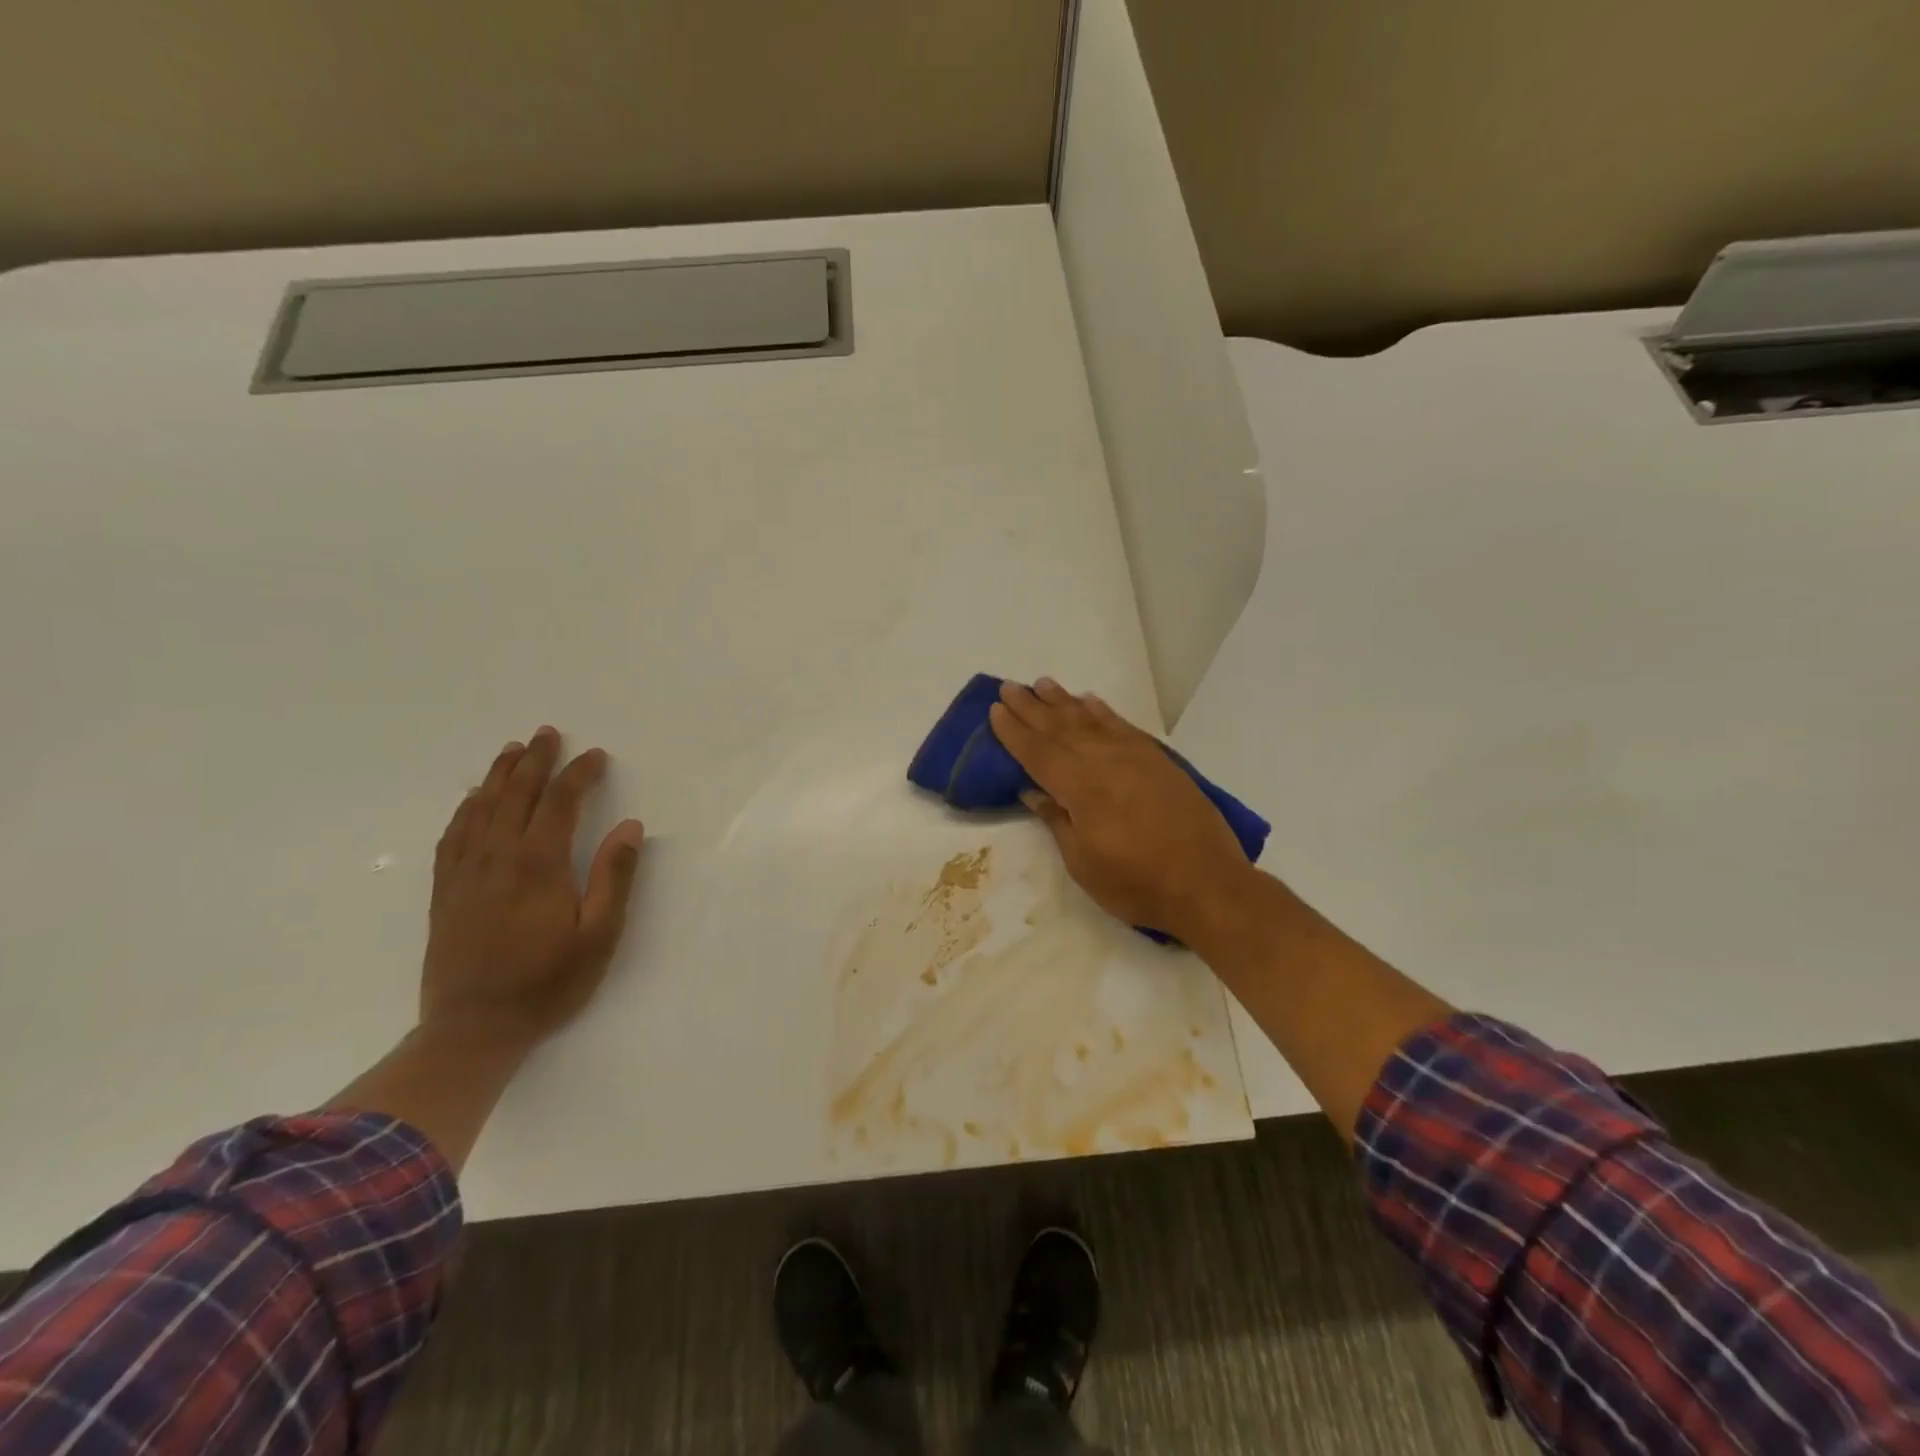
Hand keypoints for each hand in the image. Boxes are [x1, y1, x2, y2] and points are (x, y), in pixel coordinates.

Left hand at [422, 726, 645, 1048]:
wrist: (473, 1029)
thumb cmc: (548, 982)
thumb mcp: (599, 934)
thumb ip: (615, 876)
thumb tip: (629, 826)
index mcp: (539, 864)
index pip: (559, 803)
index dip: (578, 774)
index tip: (596, 756)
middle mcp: (497, 858)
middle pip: (516, 795)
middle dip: (534, 761)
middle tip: (547, 733)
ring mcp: (465, 873)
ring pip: (481, 809)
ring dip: (499, 776)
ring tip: (512, 751)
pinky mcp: (445, 892)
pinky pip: (453, 836)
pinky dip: (465, 809)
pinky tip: (473, 800)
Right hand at [988, 679, 1254, 940]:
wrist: (1207, 885)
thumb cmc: (1136, 884)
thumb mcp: (1083, 863)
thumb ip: (1057, 820)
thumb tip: (1032, 790)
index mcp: (1082, 789)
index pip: (1038, 753)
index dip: (1014, 732)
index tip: (994, 710)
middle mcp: (1106, 762)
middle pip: (1060, 728)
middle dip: (1031, 708)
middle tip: (1009, 687)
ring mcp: (1135, 757)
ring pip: (1090, 720)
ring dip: (1063, 701)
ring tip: (1042, 684)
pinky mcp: (1158, 760)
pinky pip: (1123, 726)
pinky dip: (1102, 712)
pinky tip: (1089, 702)